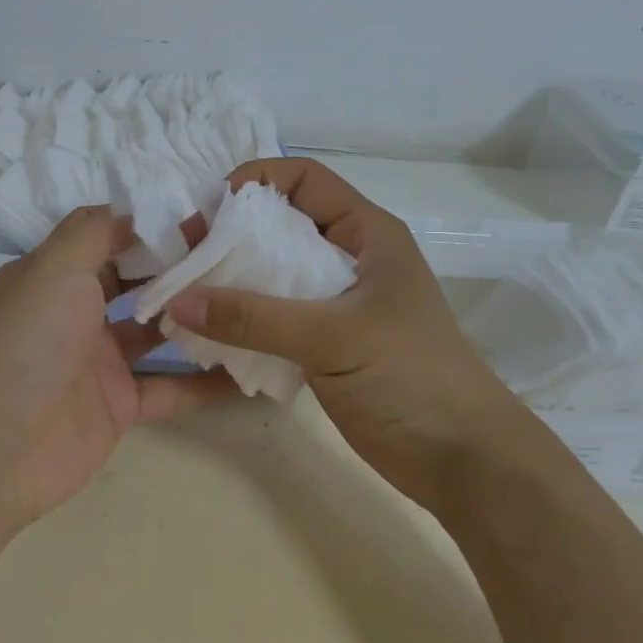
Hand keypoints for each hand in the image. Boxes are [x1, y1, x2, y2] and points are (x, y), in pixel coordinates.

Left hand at [0, 206, 237, 528]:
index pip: (108, 237)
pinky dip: (204, 383)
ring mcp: (98, 362)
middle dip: (180, 268)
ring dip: (196, 319)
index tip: (203, 218)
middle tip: (237, 256)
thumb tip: (140, 210)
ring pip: (157, 333)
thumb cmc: (30, 340)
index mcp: (54, 276)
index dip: (151, 226)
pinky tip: (248, 372)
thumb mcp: (56, 266)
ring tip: (250, 300)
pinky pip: (170, 388)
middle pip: (136, 281)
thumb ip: (97, 230)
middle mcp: (75, 313)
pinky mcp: (118, 406)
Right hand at [164, 158, 517, 500]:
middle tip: (184, 260)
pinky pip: (272, 317)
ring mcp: (336, 304)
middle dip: (229, 236)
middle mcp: (348, 259)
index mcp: (366, 234)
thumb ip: (254, 318)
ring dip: (230, 281)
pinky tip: (208, 336)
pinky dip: (240, 321)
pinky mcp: (324, 344)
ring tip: (185, 297)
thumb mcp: (333, 338)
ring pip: (271, 274)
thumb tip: (177, 301)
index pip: (302, 180)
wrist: (464, 462)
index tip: (207, 213)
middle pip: (279, 226)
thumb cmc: (412, 378)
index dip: (253, 182)